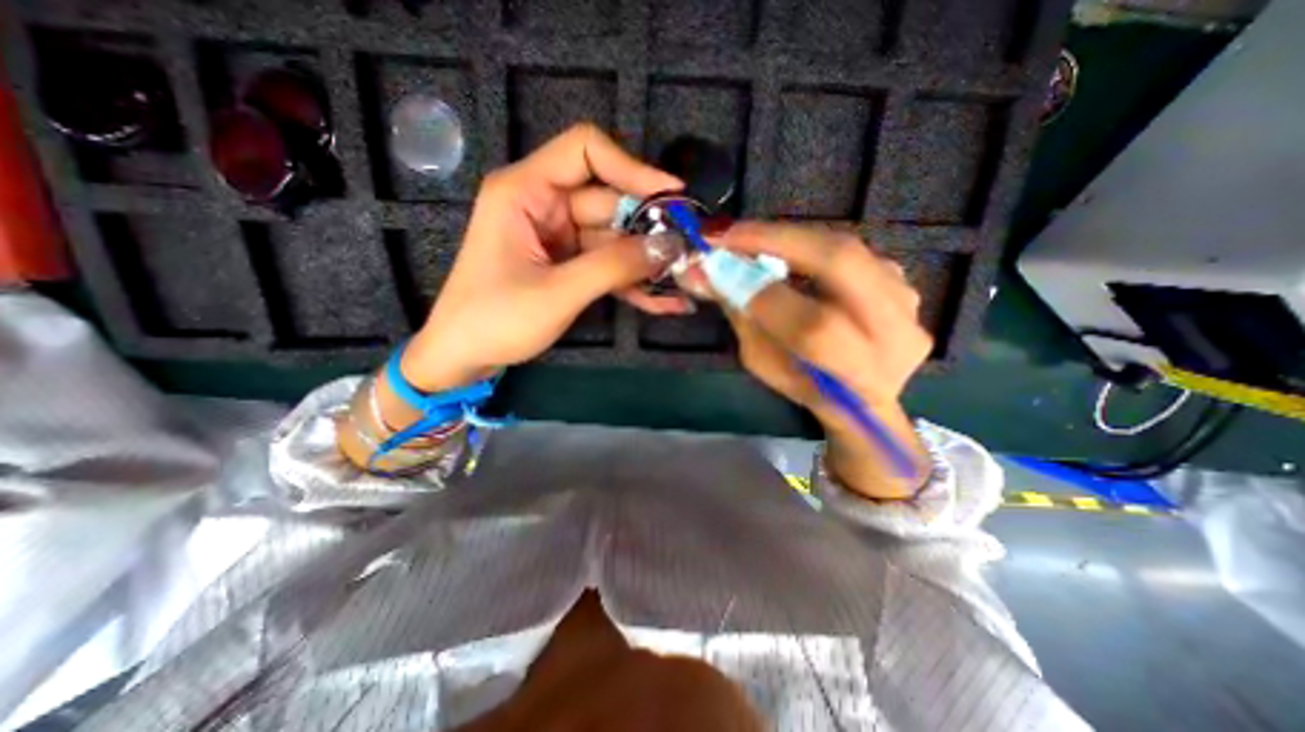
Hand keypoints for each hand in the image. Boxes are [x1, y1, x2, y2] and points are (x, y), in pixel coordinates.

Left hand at [404, 122, 685, 392]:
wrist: (464, 357)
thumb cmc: (496, 319)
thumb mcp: (558, 292)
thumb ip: (614, 266)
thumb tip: (669, 246)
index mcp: (526, 192)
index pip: (585, 151)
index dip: (632, 168)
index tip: (672, 195)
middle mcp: (544, 206)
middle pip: (610, 203)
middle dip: (650, 230)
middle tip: (690, 254)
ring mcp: (558, 238)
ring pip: (614, 239)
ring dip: (647, 263)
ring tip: (685, 284)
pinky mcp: (567, 265)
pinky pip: (607, 265)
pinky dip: (632, 283)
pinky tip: (664, 302)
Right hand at [709, 220, 931, 496]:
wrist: (864, 397)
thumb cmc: (805, 388)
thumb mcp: (764, 363)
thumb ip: (740, 315)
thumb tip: (699, 272)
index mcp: (856, 374)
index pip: (810, 324)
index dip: (759, 289)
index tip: (715, 261)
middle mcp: (894, 335)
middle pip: (841, 265)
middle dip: (778, 240)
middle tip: (731, 233)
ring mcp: (908, 304)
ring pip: (848, 250)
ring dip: (793, 240)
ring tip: (754, 241)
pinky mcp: (907, 284)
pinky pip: (854, 253)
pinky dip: (813, 248)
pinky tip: (790, 255)